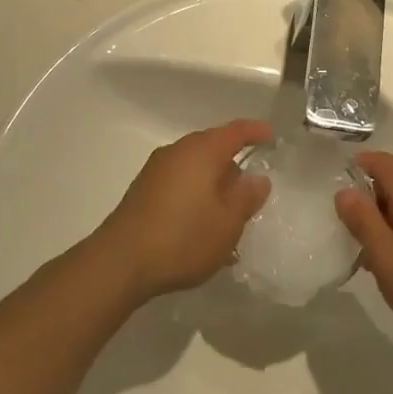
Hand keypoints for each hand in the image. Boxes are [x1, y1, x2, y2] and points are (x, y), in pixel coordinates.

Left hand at [96, 120, 273, 300]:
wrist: (120, 262)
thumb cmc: (183, 237)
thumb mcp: (227, 223)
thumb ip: (247, 197)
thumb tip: (257, 178)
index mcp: (202, 151)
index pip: (236, 131)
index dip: (256, 131)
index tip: (272, 136)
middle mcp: (178, 151)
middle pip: (213, 148)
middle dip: (234, 166)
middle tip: (251, 191)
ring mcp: (156, 170)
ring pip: (195, 168)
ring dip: (213, 186)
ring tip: (227, 217)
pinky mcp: (143, 191)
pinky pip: (179, 183)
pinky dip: (195, 196)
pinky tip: (201, 226)